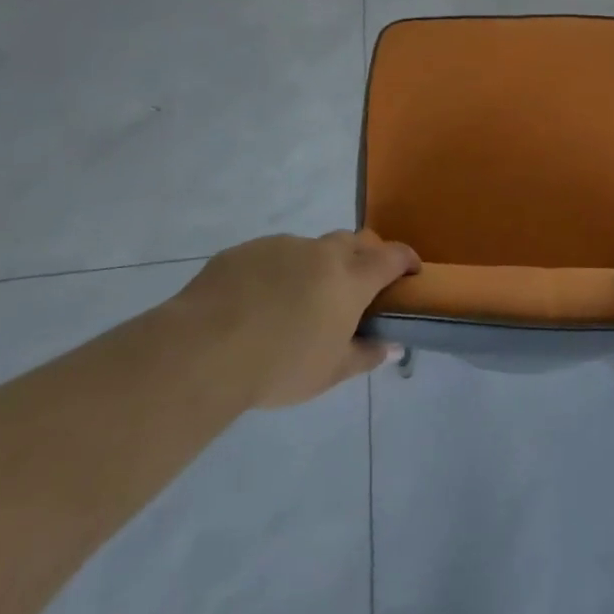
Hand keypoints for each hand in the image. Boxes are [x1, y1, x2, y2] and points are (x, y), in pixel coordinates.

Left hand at [170, 231, 418, 407]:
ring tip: (299, 301)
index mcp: (350, 278)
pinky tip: (258, 302)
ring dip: (317, 266)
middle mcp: (321, 252)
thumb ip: (366, 354)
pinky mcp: (244, 250)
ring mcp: (280, 246)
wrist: (202, 350)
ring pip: (311, 248)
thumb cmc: (279, 366)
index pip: (392, 256)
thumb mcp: (330, 372)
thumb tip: (393, 346)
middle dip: (364, 257)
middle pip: (355, 241)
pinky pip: (272, 255)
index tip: (411, 273)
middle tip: (358, 287)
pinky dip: (278, 271)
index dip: (406, 260)